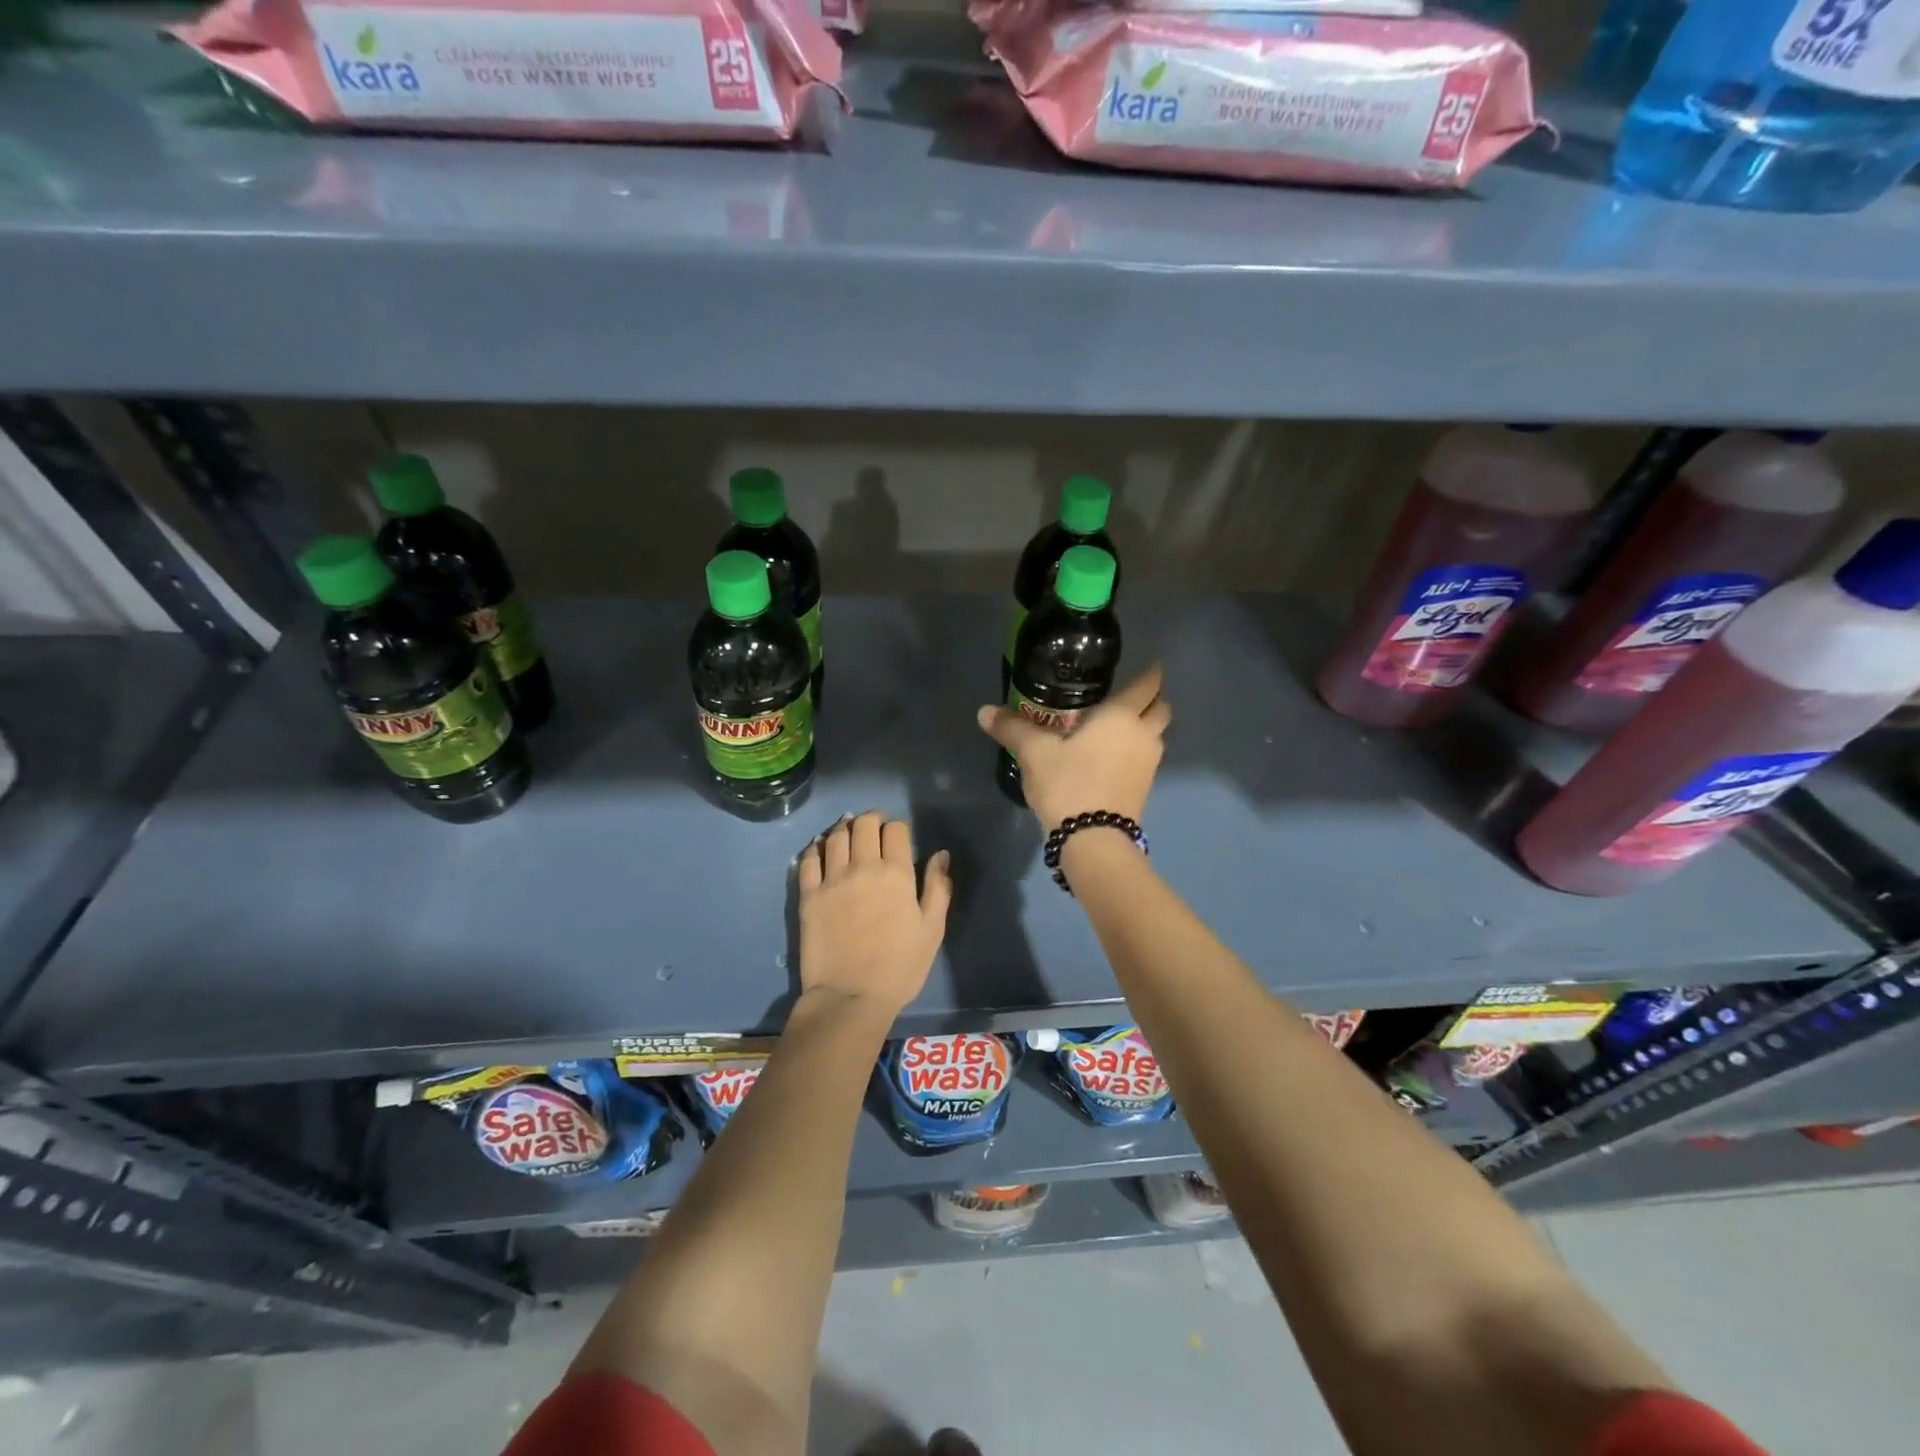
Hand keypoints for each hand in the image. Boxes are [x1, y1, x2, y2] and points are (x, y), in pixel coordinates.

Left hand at [796, 811, 952, 1017]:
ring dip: (844, 828)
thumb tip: (941, 855)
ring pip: (835, 837)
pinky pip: (808, 860)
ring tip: (848, 832)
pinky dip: (815, 848)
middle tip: (874, 827)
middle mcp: (862, 868)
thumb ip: (938, 888)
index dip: (899, 827)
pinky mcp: (808, 895)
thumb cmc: (899, 968)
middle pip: (863, 825)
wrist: (850, 997)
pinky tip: (821, 850)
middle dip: (871, 819)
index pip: (896, 830)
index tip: (899, 835)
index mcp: (896, 874)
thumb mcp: (932, 930)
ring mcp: (832, 880)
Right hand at [975, 664, 1170, 828]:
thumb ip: (1013, 729)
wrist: (1093, 839)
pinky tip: (1114, 755)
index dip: (1151, 672)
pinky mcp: (1145, 788)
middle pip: (1162, 708)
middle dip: (1152, 698)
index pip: (1147, 684)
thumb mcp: (1034, 753)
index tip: (1149, 663)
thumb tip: (984, 711)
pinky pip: (1147, 757)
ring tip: (1119, 725)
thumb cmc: (1068, 784)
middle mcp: (1143, 735)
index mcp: (1122, 716)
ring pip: (1157, 735)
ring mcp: (1149, 763)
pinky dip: (1137, 749)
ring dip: (1146, 726)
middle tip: (1131, 695)